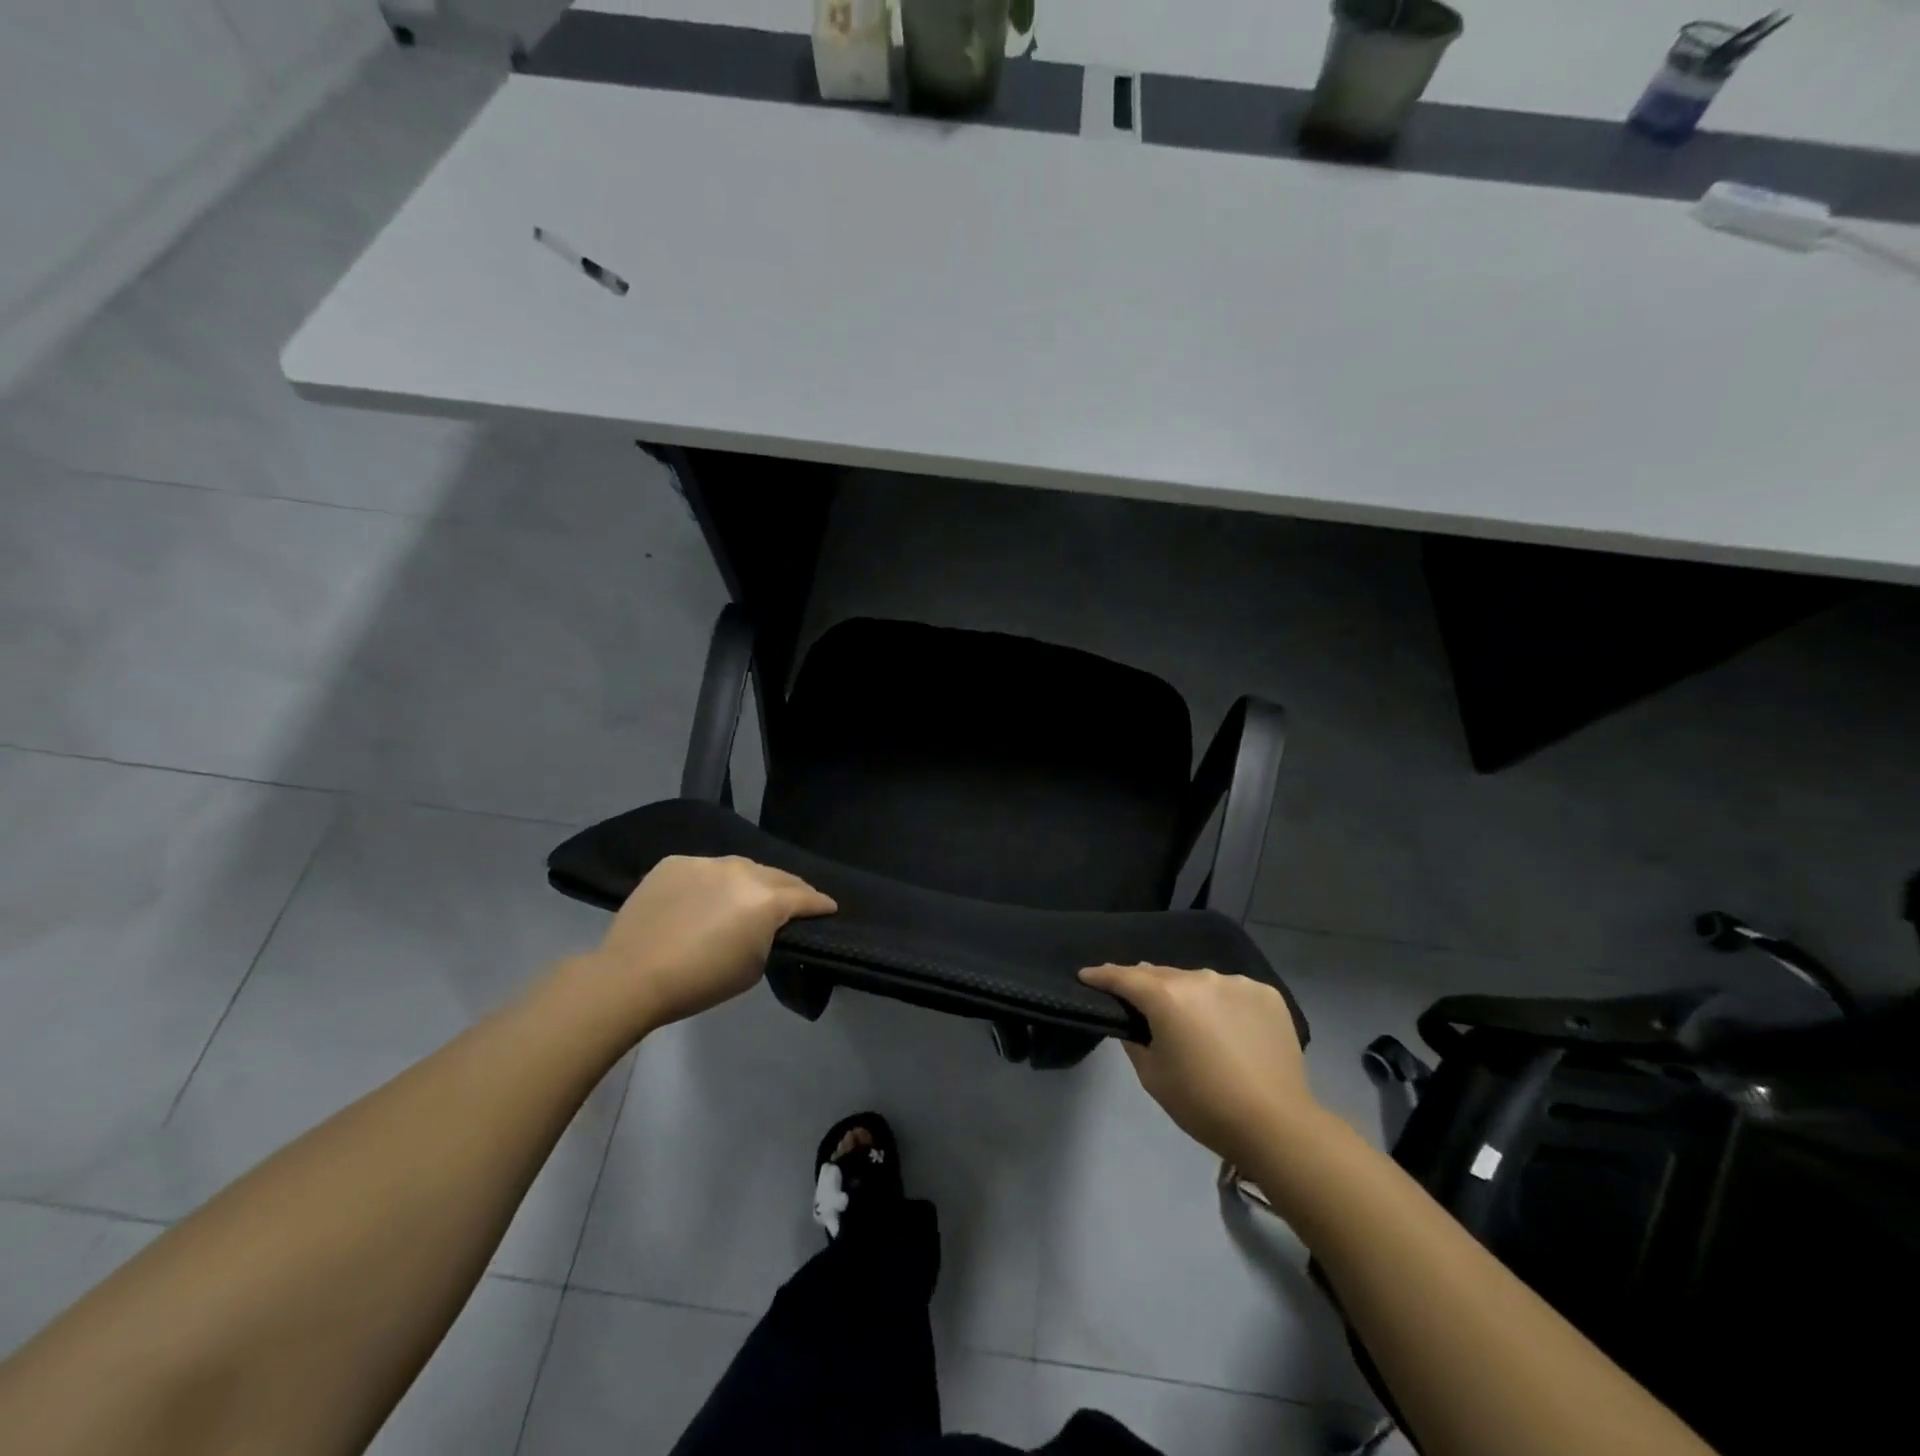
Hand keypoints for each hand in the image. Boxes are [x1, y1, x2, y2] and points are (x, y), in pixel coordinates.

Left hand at [579, 856, 835, 1033]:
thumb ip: (770, 936)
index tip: (829, 908)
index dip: (820, 904)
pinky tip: (704, 899)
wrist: (631, 977)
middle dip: (790, 889)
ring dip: (749, 881)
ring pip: (739, 868)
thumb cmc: (701, 981)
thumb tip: (767, 924)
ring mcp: (706, 862)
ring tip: (747, 897)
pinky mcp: (674, 863)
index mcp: (767, 899)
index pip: (805, 896)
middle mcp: (741, 871)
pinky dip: (712, 882)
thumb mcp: (753, 967)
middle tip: (794, 901)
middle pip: (776, 876)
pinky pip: (704, 869)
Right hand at [1079, 963, 1318, 1165]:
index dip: (1101, 976)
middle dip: (1146, 986)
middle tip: (1138, 1003)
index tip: (1086, 975)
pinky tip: (1228, 1028)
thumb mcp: (1153, 1077)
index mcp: (1166, 996)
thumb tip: (1136, 1021)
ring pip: (1199, 982)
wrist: (1276, 1125)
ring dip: (1188, 995)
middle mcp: (1200, 978)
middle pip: (1162, 975)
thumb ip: (1136, 1040)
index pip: (1124, 977)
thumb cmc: (1204, 1105)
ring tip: (1191, 1021)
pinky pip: (1232, 992)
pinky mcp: (1266, 994)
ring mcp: (1236, 983)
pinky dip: (1223, 1004)